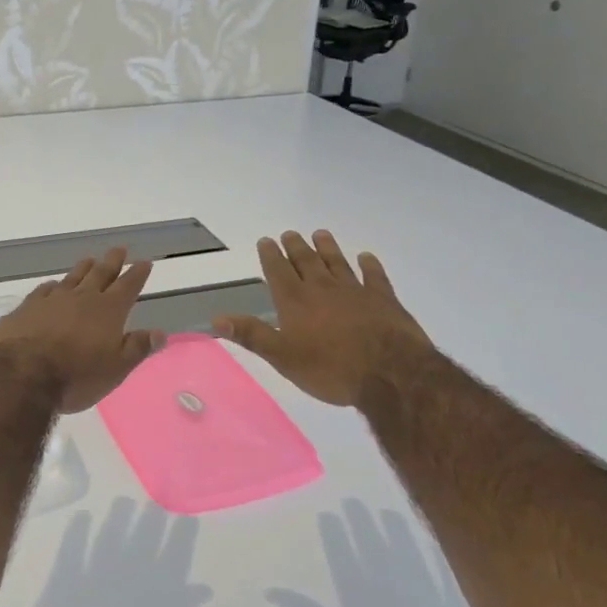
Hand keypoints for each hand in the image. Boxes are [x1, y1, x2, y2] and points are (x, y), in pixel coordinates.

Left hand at [0, 247, 162, 413]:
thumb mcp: (115, 369)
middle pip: (101, 274)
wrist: (22, 375)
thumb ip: (137, 348)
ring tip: (90, 259)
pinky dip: (54, 285)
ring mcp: (53, 299)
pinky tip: (53, 285)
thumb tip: (160, 333)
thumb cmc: (77, 376)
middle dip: (112, 261)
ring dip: (84, 268)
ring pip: (73, 277)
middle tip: (119, 248)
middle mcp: (82, 298)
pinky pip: (45, 289)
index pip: (128, 286)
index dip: (137, 274)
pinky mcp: (28, 307)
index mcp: (108, 311)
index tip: (144, 262)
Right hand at [213, 230, 436, 405]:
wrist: (389, 373)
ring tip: (320, 234)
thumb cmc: (330, 369)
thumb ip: (252, 335)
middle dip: (296, 247)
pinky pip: (374, 276)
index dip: (270, 255)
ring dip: (327, 248)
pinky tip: (366, 258)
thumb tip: (216, 318)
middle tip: (289, 234)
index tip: (266, 240)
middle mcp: (322, 288)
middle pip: (306, 261)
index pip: (278, 271)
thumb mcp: (283, 357)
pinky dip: (369, 265)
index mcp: (296, 301)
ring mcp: (355, 290)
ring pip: (337, 262)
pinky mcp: (383, 298)